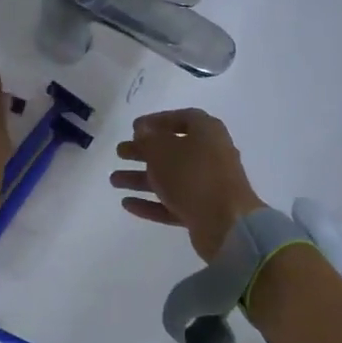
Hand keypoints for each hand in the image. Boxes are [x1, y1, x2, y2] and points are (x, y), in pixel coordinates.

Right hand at [109, 109, 265, 261]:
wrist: (227, 224)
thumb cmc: (193, 175)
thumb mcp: (163, 150)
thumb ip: (149, 139)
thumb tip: (143, 131)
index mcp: (207, 132)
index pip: (182, 118)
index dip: (157, 121)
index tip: (134, 128)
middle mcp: (210, 155)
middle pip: (172, 150)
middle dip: (143, 151)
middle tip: (120, 153)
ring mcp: (207, 185)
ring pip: (169, 178)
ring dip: (141, 178)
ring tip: (114, 181)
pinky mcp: (202, 211)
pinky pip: (172, 202)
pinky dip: (151, 202)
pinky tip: (127, 204)